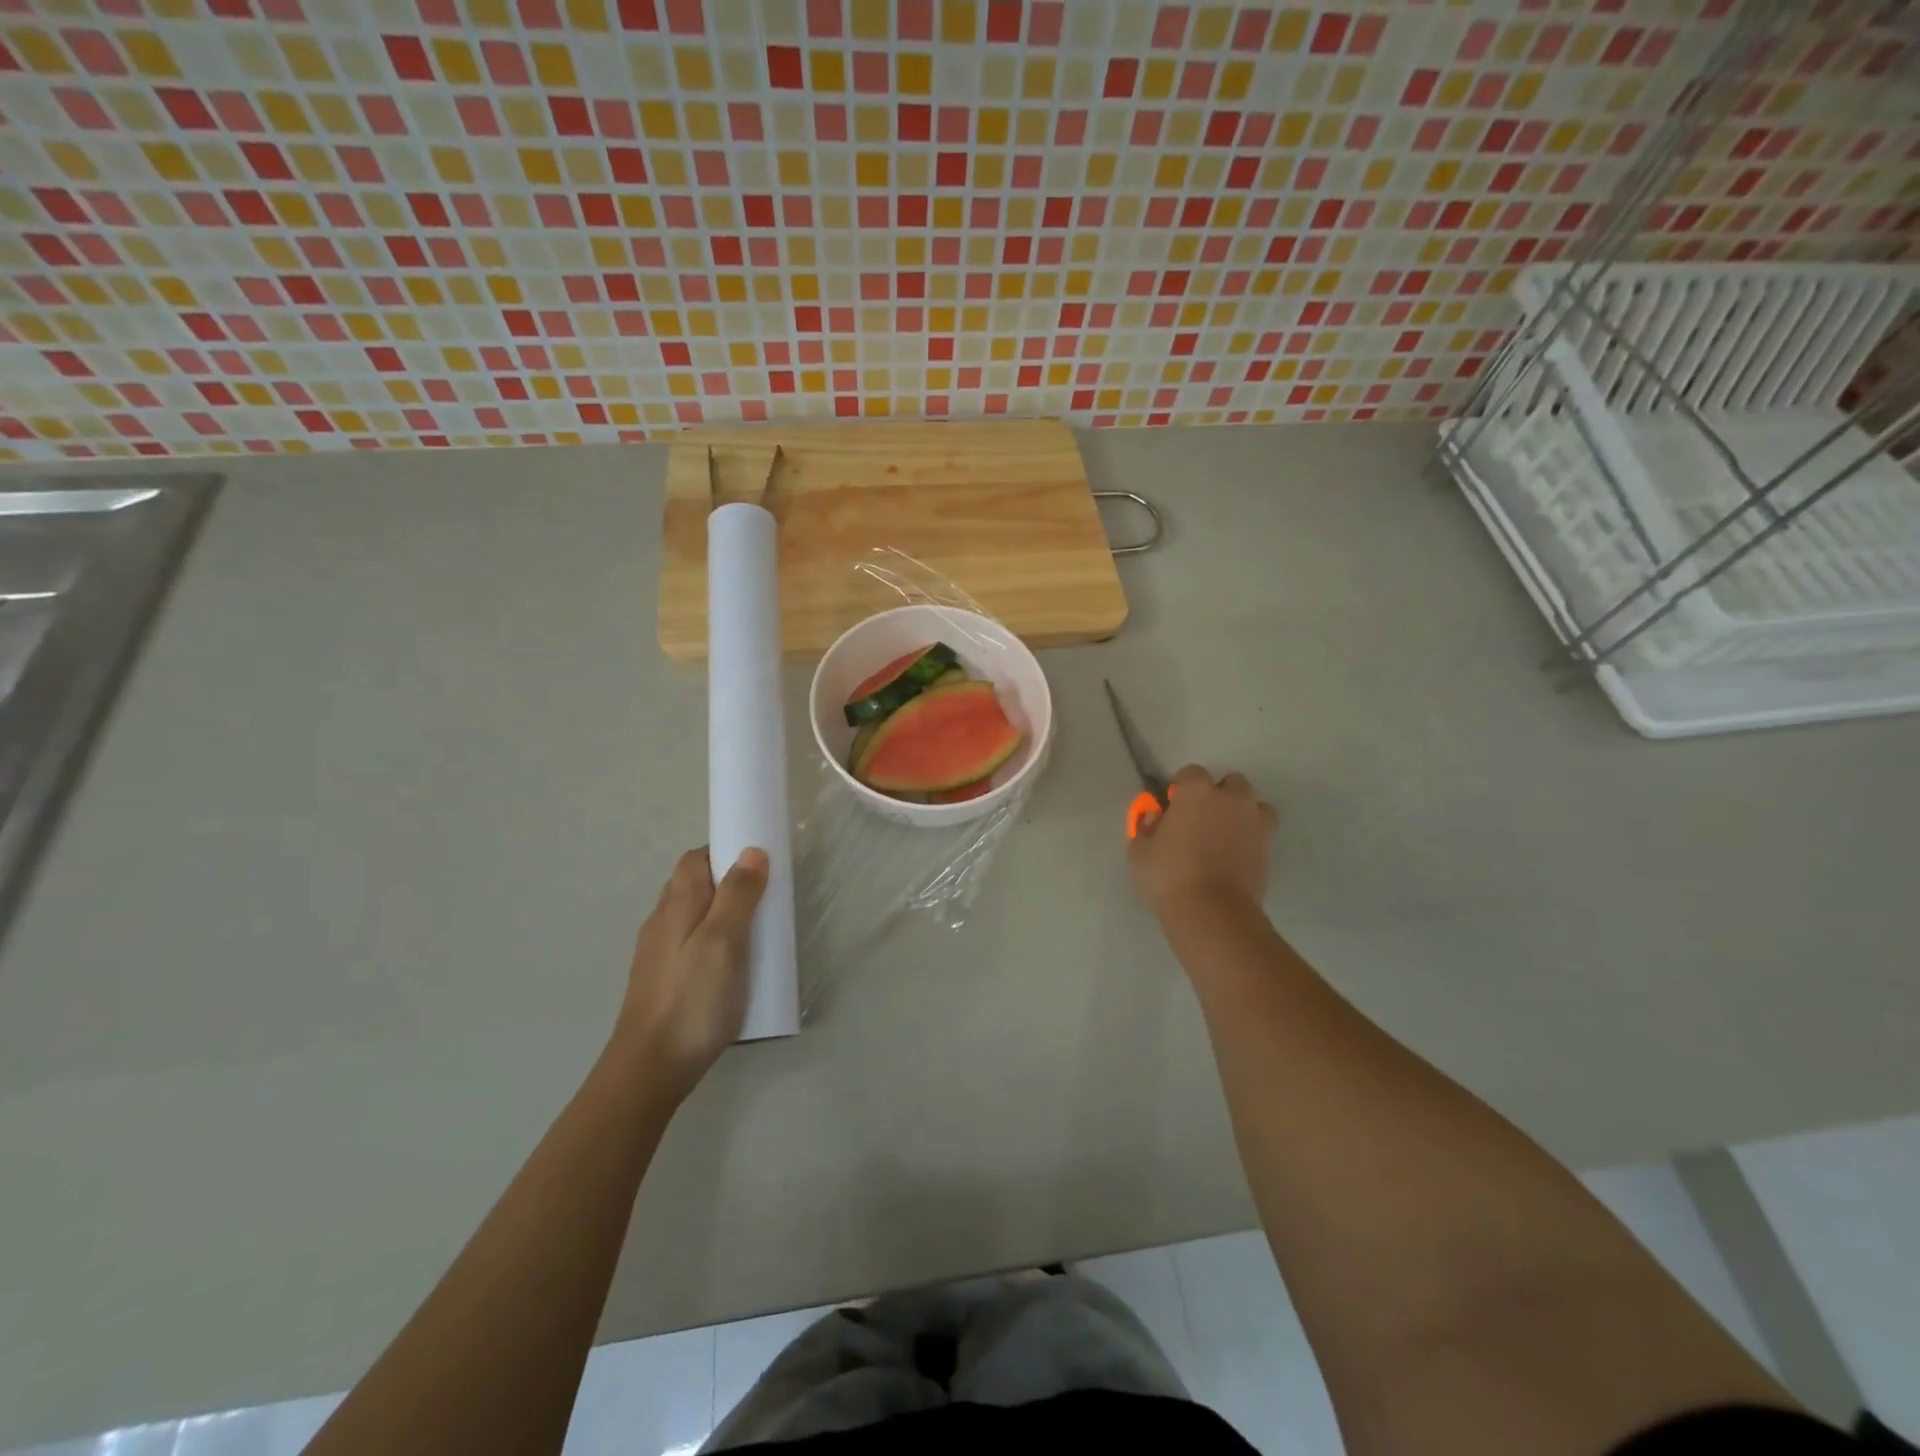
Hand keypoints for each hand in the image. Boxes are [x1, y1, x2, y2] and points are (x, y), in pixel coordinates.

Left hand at [614, 846, 769, 1099]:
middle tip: (764, 898)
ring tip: (754, 932)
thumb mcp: (724, 942)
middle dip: (728, 883)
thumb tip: (752, 851)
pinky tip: (731, 966)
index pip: (695, 859)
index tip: (759, 863)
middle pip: (692, 885)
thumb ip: (738, 896)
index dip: (725, 852)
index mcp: (676, 905)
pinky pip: (691, 945)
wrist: (649, 1069)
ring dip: (721, 913)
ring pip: (692, 917)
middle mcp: (661, 922)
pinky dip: (713, 941)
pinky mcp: (663, 981)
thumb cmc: (692, 1000)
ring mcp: (658, 954)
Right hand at [1129, 765, 1276, 916]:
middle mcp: (1231, 798)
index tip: (1172, 806)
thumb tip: (1155, 817)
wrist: (1212, 912)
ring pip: (1253, 805)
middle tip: (1200, 820)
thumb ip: (1146, 828)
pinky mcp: (1269, 847)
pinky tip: (1236, 854)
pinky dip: (1251, 836)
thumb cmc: (1169, 875)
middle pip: (1230, 783)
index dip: (1181, 788)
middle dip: (1218, 796)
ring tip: (1224, 836)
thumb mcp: (1140, 852)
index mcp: (1196, 791)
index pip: (1191, 773)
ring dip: (1241, 813)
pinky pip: (1261, 831)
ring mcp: (1254, 821)